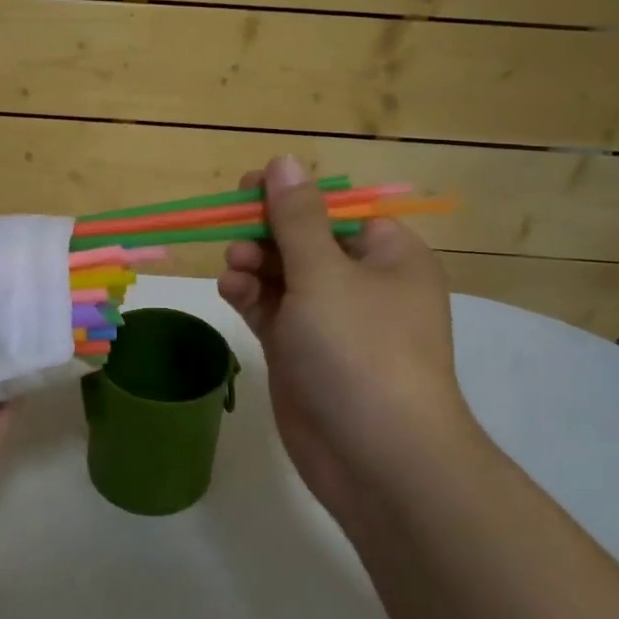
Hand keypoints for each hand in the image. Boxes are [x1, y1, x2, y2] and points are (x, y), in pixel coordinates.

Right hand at [217, 157, 484, 526]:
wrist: (376, 457)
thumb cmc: (360, 350)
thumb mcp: (325, 274)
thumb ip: (297, 218)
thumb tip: (284, 161)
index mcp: (387, 256)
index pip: (336, 209)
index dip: (292, 197)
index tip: (248, 190)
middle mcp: (361, 284)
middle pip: (304, 240)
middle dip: (266, 234)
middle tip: (233, 236)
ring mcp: (330, 321)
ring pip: (282, 276)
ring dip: (253, 265)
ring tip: (233, 271)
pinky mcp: (301, 353)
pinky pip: (272, 311)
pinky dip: (250, 297)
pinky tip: (230, 292)